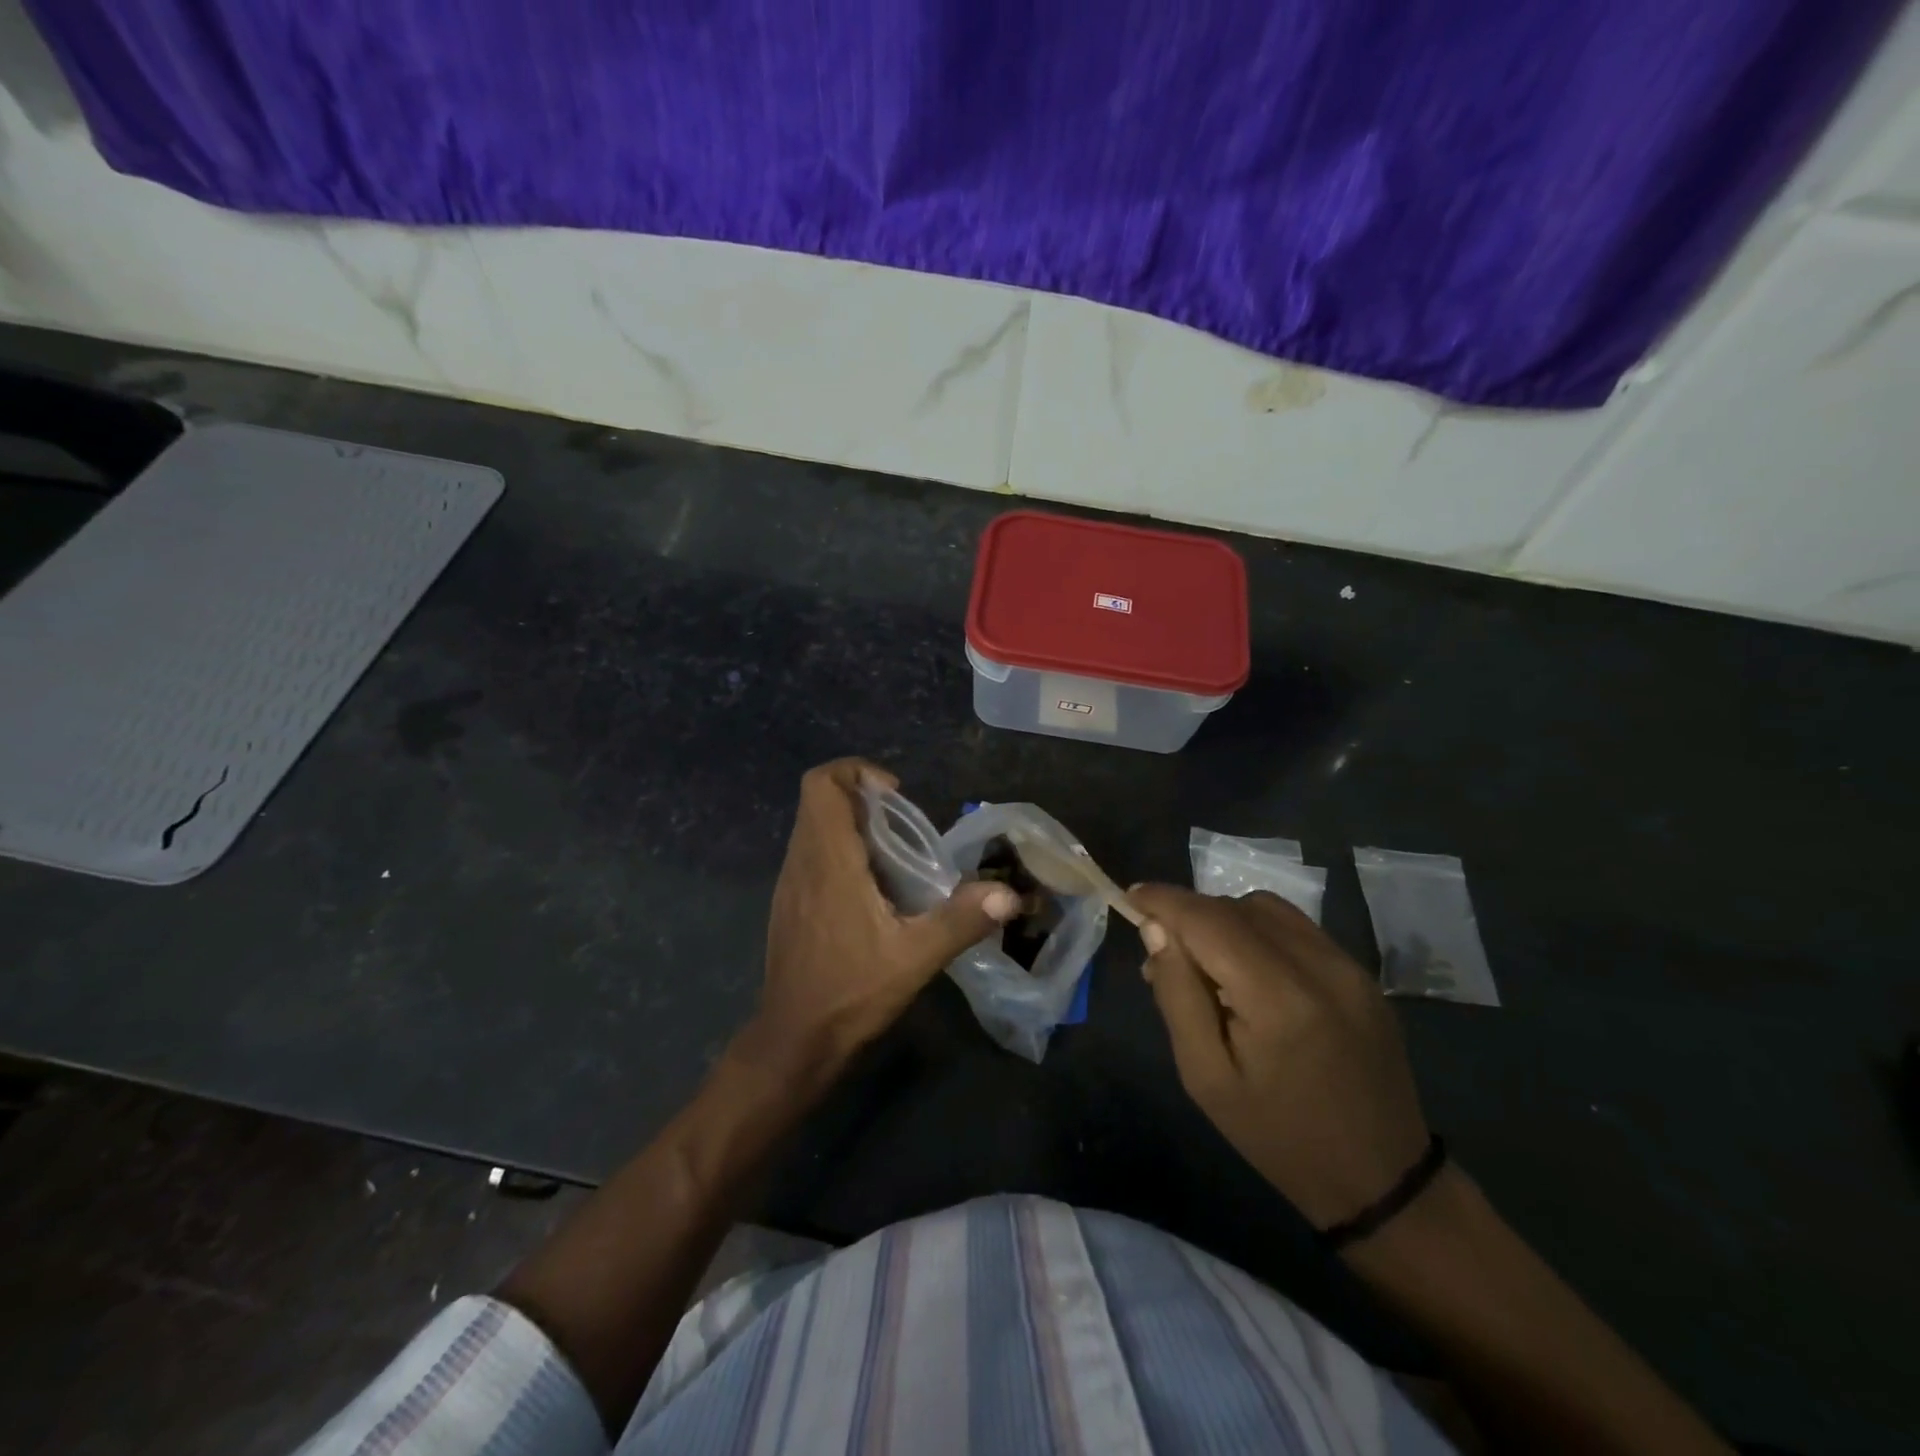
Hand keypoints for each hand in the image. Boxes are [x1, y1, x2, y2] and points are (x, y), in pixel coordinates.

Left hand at [753, 759, 1018, 1070]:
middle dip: (861, 797)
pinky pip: (811, 854)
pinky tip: (872, 890)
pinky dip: (840, 851)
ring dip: (851, 824)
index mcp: (828, 861)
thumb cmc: (850, 993)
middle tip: (903, 825)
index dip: (856, 772)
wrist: (794, 1040)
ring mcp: (790, 884)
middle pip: (818, 800)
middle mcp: (801, 862)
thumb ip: (961, 920)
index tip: (895, 796)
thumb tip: (1008, 893)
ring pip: (813, 827)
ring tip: (895, 856)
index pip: (822, 784)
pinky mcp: (789, 904)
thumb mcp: (915, 958)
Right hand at [1130, 884, 1430, 1231]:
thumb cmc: (1277, 1135)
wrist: (1380, 1179)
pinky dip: (1259, 931)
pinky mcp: (1362, 973)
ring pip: (1267, 908)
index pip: (1208, 919)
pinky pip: (1297, 927)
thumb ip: (1177, 994)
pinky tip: (1249, 970)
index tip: (1131, 897)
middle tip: (1163, 952)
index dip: (1164, 900)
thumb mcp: (1205, 1077)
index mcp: (1277, 997)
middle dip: (1191, 914)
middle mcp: (1318, 965)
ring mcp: (1348, 966)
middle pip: (1236, 907)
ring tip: (1207, 961)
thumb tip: (1155, 929)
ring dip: (1225, 918)